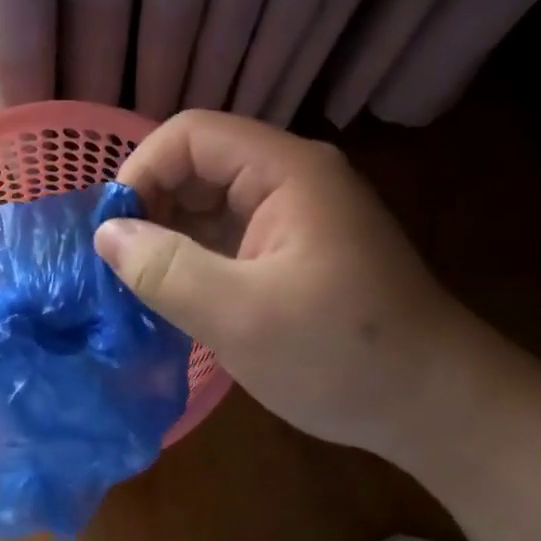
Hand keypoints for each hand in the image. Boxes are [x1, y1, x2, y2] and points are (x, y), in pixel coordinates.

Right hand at [96, 111, 484, 461]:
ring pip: (211, 203)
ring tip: (137, 285)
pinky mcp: (295, 252)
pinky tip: (174, 297)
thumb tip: (106, 234)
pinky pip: (229, 237)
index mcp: (287, 171)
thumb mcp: (241, 317)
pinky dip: (195, 259)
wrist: (434, 406)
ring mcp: (296, 216)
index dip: (141, 171)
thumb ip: (166, 269)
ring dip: (169, 237)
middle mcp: (292, 180)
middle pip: (199, 164)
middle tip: (119, 265)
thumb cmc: (343, 356)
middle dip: (151, 206)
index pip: (191, 135)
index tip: (111, 232)